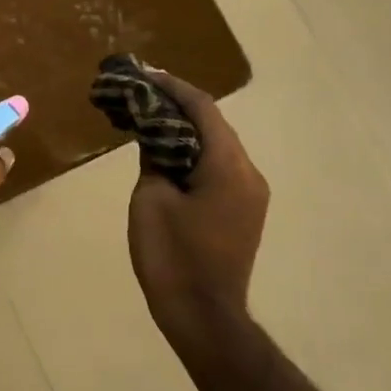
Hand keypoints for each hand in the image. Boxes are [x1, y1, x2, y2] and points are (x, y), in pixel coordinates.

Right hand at [126, 71, 270, 351]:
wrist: (204, 317)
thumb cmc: (173, 257)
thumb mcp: (151, 199)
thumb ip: (155, 157)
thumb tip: (155, 135)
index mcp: (228, 166)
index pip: (202, 109)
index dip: (171, 87)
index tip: (143, 72)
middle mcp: (248, 172)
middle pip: (213, 124)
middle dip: (176, 105)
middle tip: (140, 93)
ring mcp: (251, 194)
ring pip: (217, 145)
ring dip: (184, 129)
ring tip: (147, 116)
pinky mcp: (244, 211)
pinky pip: (219, 167)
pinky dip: (192, 152)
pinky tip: (166, 151)